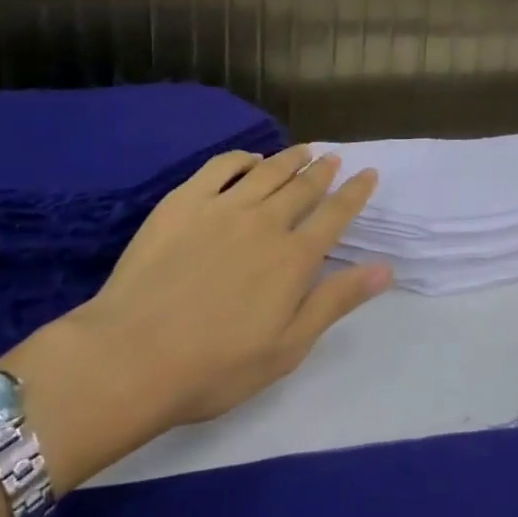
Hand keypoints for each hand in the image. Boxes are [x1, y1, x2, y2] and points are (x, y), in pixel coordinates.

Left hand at [6, 146, 391, 486]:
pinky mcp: (184, 202)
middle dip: (323, 171)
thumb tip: (385, 268)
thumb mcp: (288, 347)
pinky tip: (250, 158)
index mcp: (294, 258)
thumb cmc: (216, 366)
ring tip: (304, 150)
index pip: (335, 216)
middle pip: (303, 187)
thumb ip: (336, 302)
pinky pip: (221, 167)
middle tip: (334, 158)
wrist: (132, 357)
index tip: (368, 174)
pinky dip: (242, 158)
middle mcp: (265, 222)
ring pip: (267, 171)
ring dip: (290, 158)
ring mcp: (223, 207)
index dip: (355, 193)